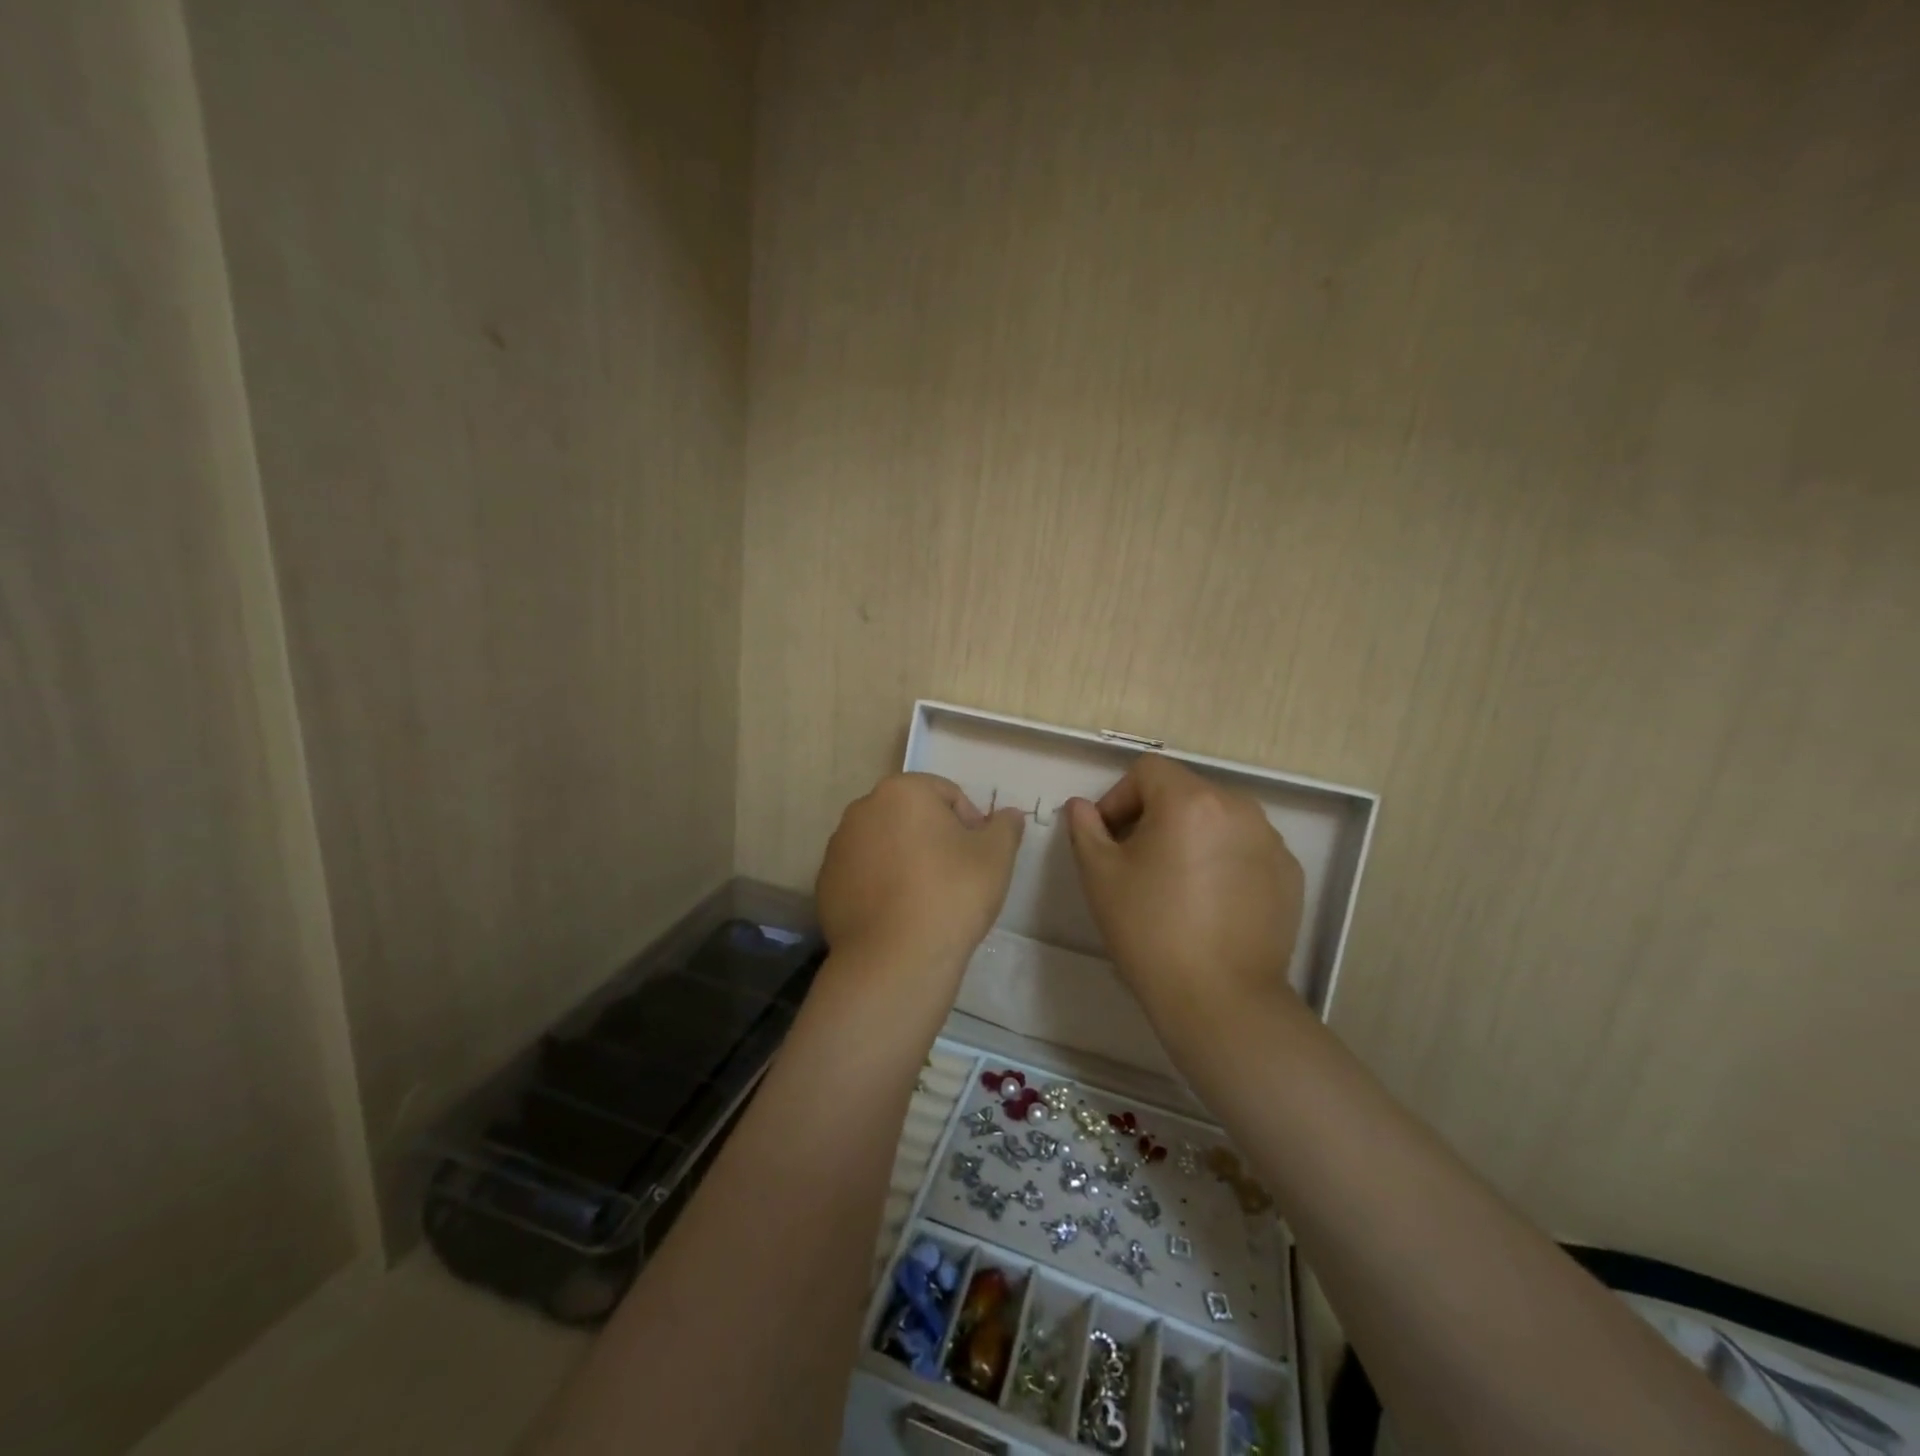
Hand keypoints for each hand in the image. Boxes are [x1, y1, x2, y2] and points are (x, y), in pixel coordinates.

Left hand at [815, 773, 1025, 979]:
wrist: (895, 959)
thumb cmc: (952, 894)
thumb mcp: (996, 856)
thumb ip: (1005, 827)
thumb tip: (1009, 815)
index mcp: (902, 791)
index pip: (947, 794)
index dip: (970, 823)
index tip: (979, 857)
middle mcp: (862, 809)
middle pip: (911, 816)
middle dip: (934, 838)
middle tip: (956, 875)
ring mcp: (838, 847)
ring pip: (884, 844)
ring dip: (905, 859)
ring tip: (926, 898)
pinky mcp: (825, 883)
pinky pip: (862, 874)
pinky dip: (880, 885)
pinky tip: (898, 914)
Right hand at [1066, 755, 1303, 1028]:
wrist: (1220, 999)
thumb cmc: (1150, 930)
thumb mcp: (1100, 876)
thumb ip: (1085, 828)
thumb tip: (1082, 806)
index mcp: (1190, 800)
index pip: (1147, 771)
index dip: (1119, 797)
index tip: (1109, 838)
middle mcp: (1238, 808)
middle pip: (1184, 791)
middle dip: (1154, 816)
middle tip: (1136, 861)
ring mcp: (1270, 841)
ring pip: (1217, 819)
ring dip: (1190, 836)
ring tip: (1175, 883)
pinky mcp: (1290, 874)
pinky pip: (1246, 848)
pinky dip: (1223, 860)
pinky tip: (1210, 903)